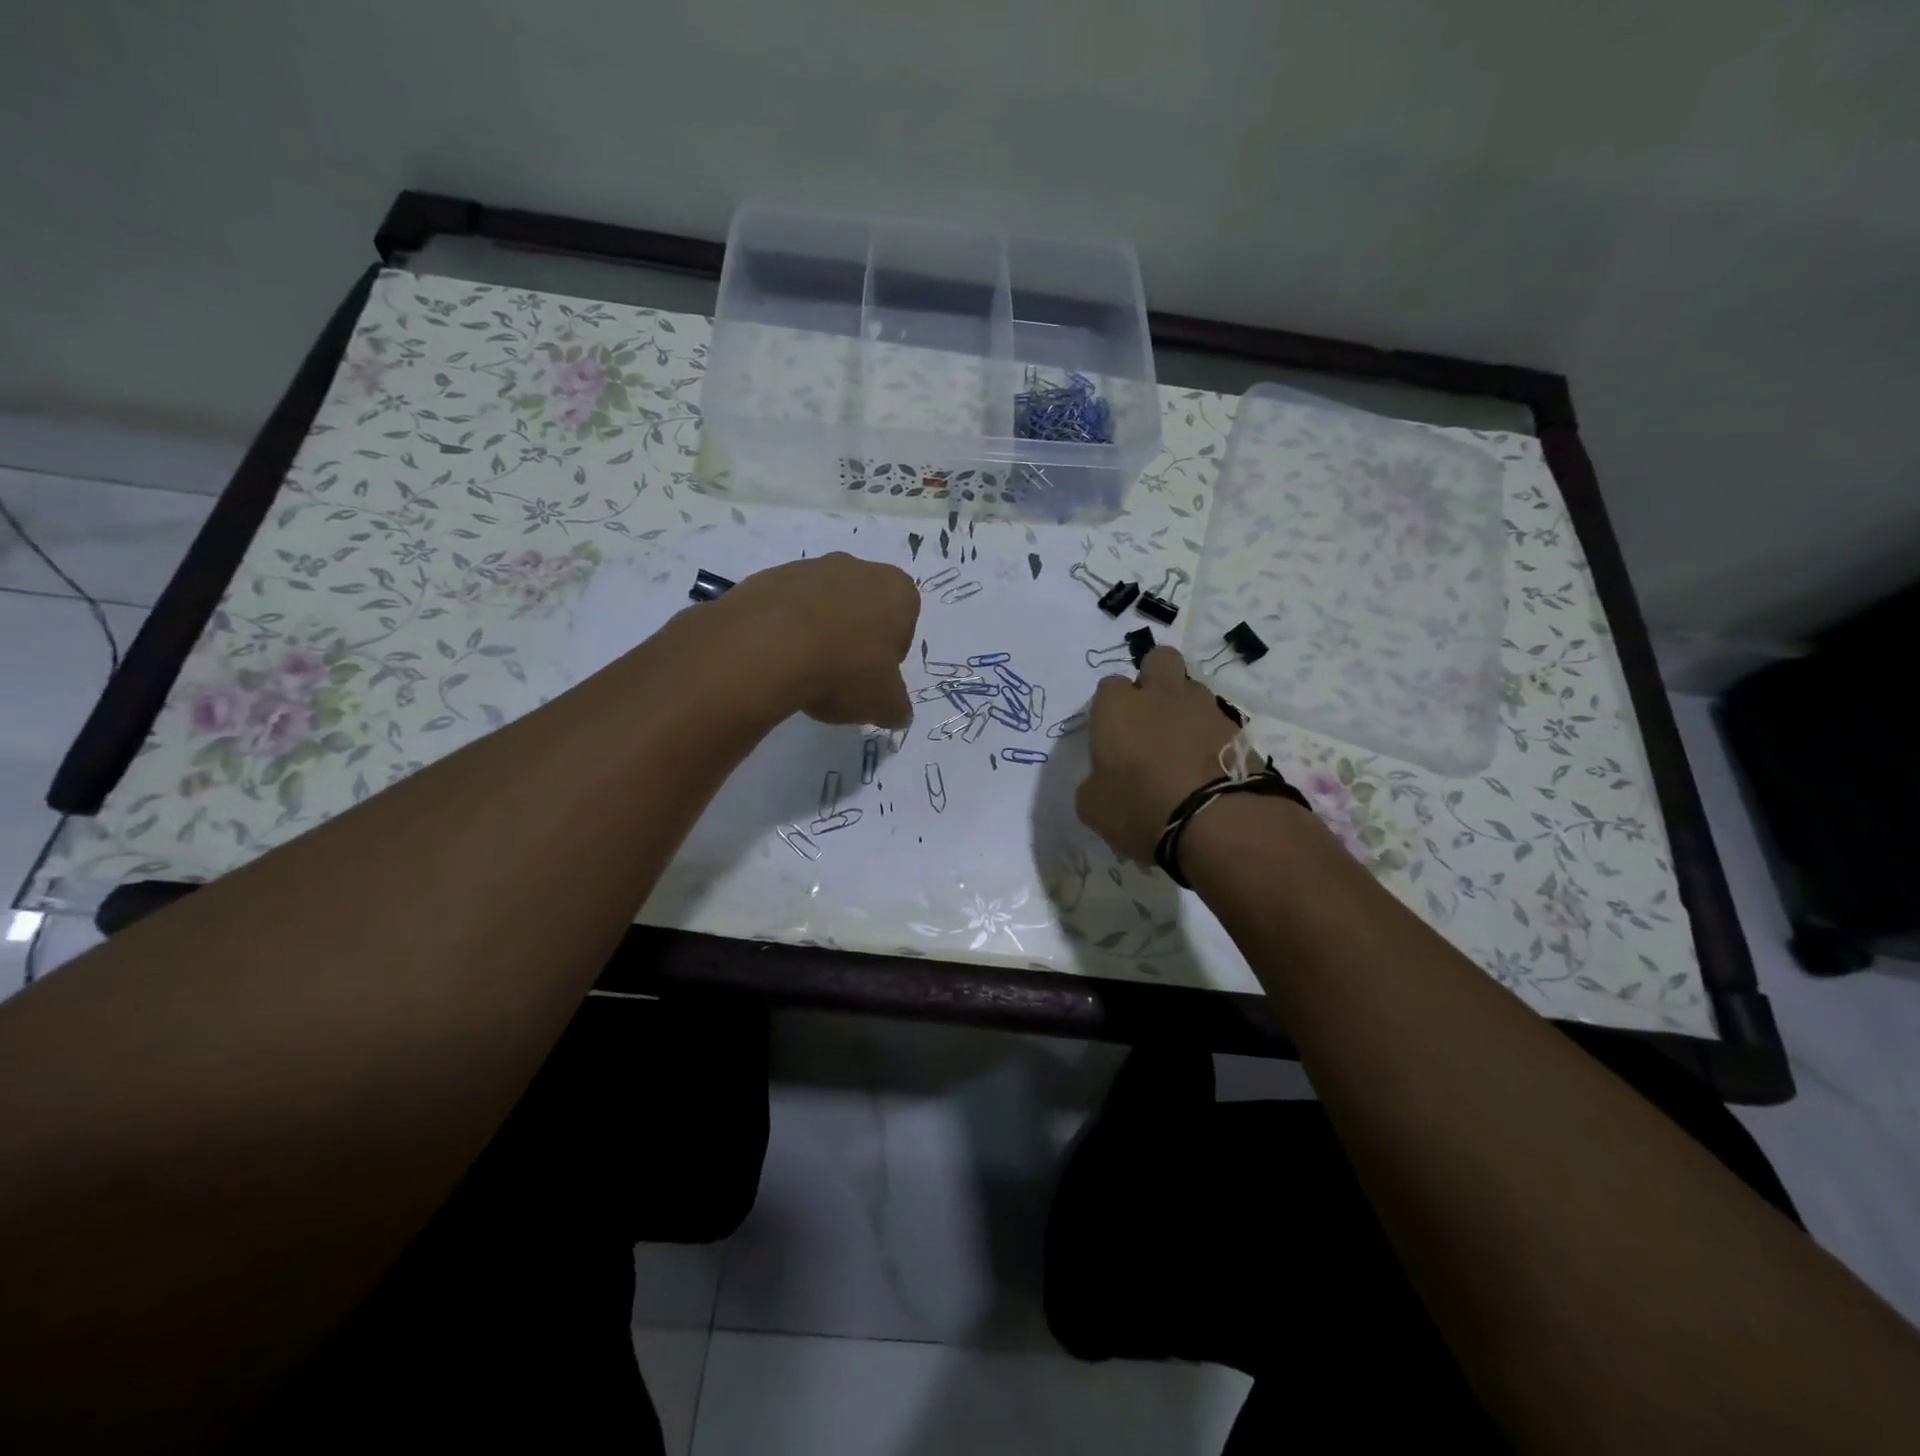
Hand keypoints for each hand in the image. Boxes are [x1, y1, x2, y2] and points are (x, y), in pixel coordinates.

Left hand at [712, 553, 919, 727]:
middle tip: (841, 675)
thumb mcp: (883, 704)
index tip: (873, 676)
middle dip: (855, 637)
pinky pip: (786, 608)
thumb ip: (897, 708)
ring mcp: (809, 567)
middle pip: (863, 607)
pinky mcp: (768, 577)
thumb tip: (899, 714)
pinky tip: (777, 659)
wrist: (767, 647)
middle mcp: (857, 567)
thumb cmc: (845, 670)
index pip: (904, 622)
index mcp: (896, 590)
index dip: (890, 653)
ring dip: (819, 632)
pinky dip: (786, 629)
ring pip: (823, 605)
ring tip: (805, 671)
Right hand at [1075, 647, 1238, 861]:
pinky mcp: (1237, 729)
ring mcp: (1204, 708)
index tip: (1111, 734)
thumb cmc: (1141, 808)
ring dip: (1184, 708)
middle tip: (1149, 715)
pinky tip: (1206, 766)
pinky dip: (1210, 736)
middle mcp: (1160, 695)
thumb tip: (1102, 780)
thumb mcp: (1094, 807)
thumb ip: (1094, 782)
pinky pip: (1217, 722)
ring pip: (1191, 689)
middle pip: (1158, 659)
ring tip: (1182, 747)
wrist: (1216, 822)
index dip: (1110, 707)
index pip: (1108, 686)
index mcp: (1118, 707)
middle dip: (1153, 677)